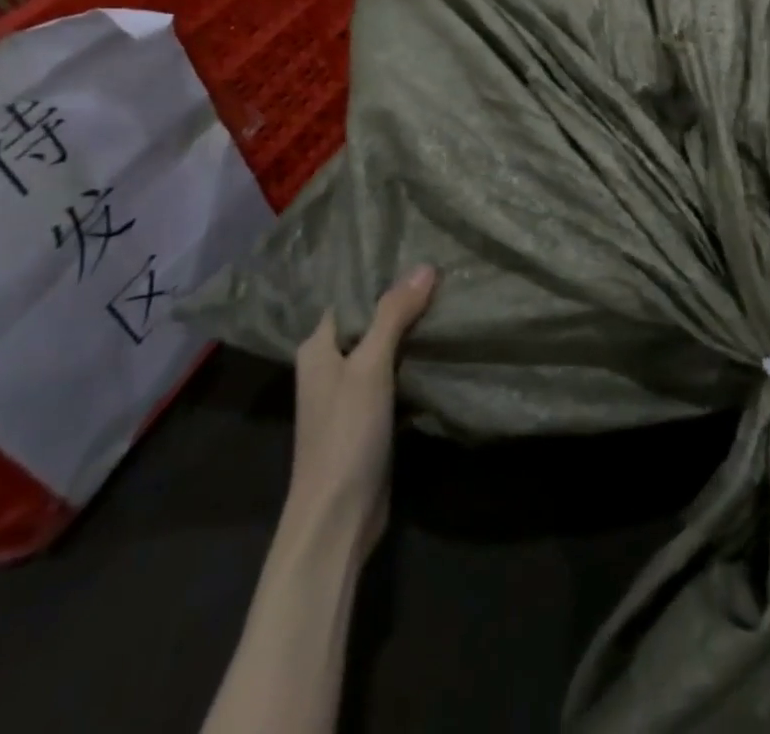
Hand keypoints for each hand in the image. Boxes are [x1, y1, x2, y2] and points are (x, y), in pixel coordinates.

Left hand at [286, 266, 436, 548]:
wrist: (338, 518)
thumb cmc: (345, 434)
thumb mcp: (370, 366)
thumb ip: (393, 315)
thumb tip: (426, 267)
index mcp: (318, 347)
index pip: (350, 296)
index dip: (381, 275)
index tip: (420, 250)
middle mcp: (331, 365)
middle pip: (370, 321)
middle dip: (404, 301)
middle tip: (447, 271)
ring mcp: (351, 393)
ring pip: (386, 349)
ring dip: (413, 332)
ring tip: (452, 299)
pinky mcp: (371, 417)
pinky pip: (396, 376)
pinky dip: (417, 361)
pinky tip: (445, 345)